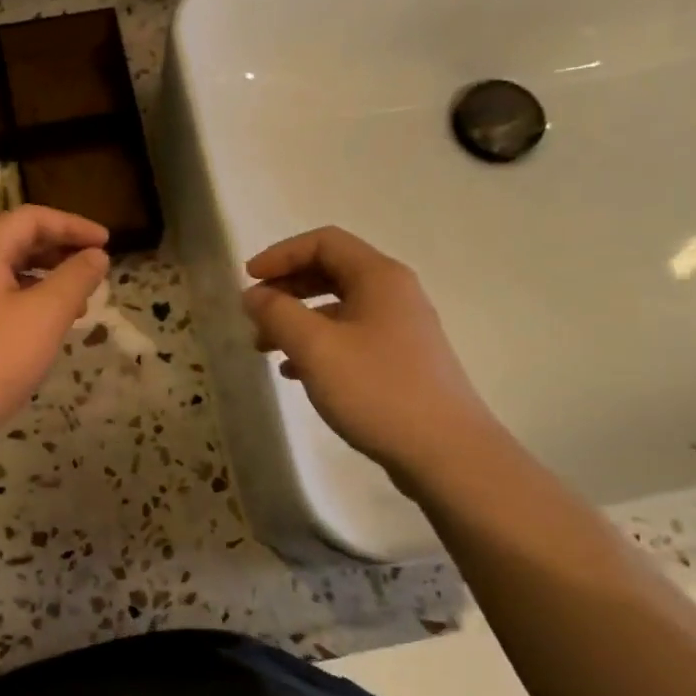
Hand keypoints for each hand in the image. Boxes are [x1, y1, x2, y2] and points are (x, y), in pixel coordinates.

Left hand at [0, 206, 109, 454]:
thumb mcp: (46, 314)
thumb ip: (76, 278)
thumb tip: (96, 255)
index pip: (32, 218)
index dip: (73, 225)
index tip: (107, 243)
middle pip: (19, 240)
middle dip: (62, 248)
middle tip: (97, 265)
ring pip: (12, 270)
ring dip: (50, 275)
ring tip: (83, 296)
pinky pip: (4, 296)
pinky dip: (34, 299)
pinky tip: (54, 323)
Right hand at [242, 226, 503, 497]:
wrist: (446, 452)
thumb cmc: (377, 389)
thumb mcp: (316, 347)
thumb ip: (278, 313)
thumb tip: (254, 294)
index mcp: (379, 277)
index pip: (324, 242)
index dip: (280, 254)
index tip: (248, 280)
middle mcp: (393, 294)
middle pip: (331, 272)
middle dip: (286, 288)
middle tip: (254, 313)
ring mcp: (400, 329)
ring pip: (338, 309)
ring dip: (297, 319)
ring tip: (265, 347)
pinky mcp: (399, 361)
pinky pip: (349, 338)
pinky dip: (317, 345)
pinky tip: (295, 373)